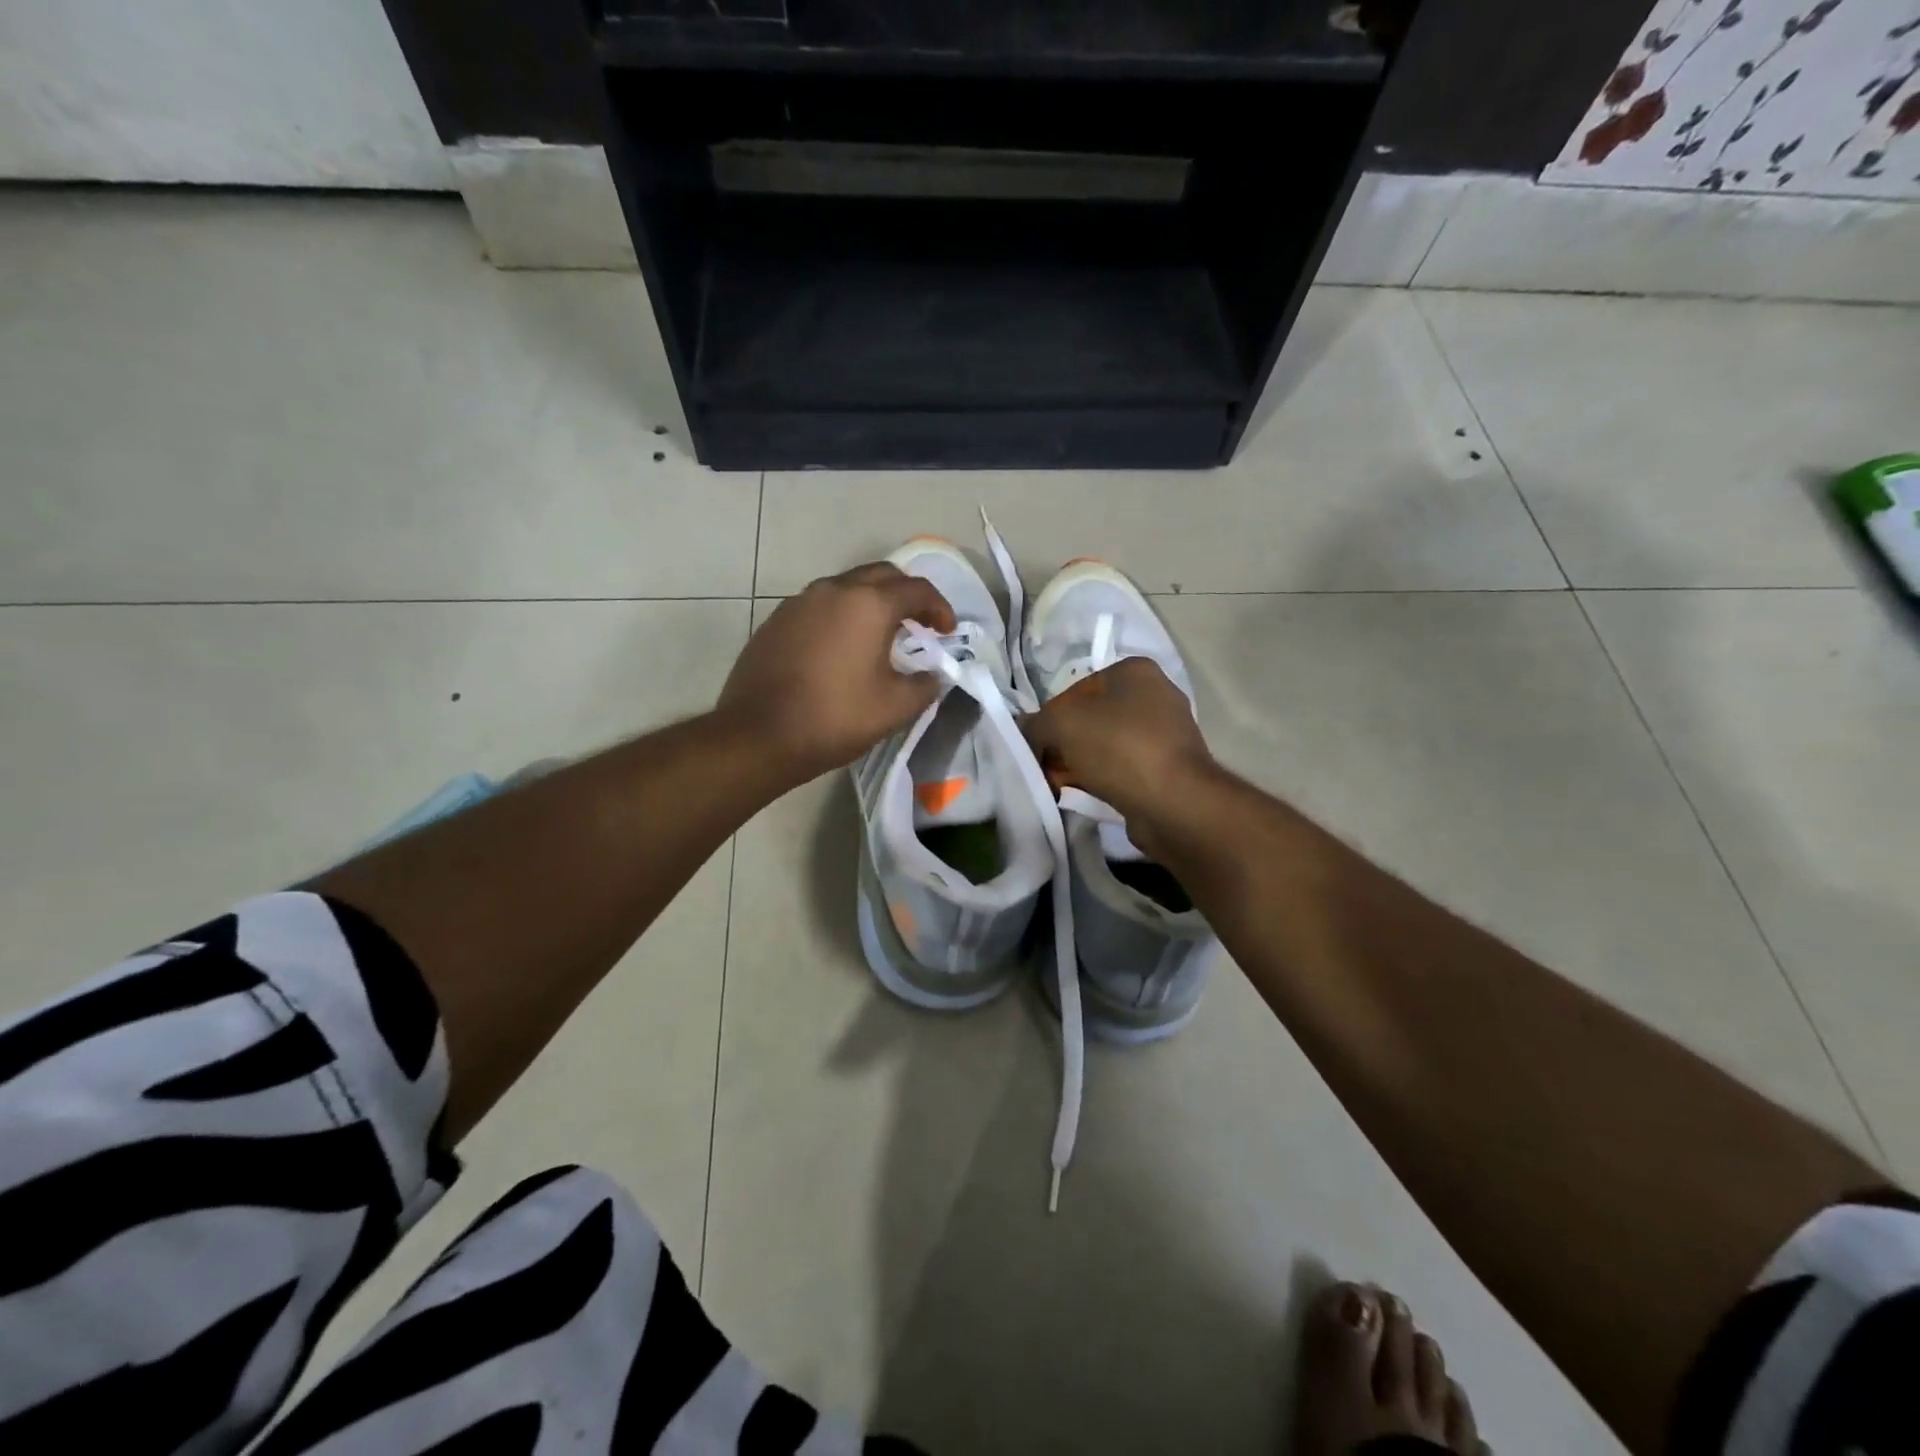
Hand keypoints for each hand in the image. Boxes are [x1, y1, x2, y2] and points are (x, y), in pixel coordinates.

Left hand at [717, 562, 955, 782]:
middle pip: (881, 575)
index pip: (917, 589)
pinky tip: (842, 648)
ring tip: (882, 636)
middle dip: (907, 594)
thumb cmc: (835, 718)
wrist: (758, 735)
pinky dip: (842, 616)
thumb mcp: (895, 708)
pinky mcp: (776, 620)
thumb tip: (933, 675)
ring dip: (872, 603)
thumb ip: (925, 685)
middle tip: (919, 624)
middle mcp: (834, 590)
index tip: (947, 632)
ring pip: (847, 587)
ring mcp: (799, 602)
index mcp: (868, 604)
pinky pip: (820, 606)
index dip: (940, 608)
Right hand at [1020, 657, 1214, 827]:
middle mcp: (1156, 695)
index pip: (1075, 690)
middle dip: (1065, 745)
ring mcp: (1167, 733)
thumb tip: (1025, 730)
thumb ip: (1035, 724)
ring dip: (1082, 766)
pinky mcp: (1171, 767)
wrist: (1173, 802)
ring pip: (1106, 746)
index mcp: (1135, 671)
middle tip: (1048, 769)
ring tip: (1064, 786)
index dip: (1051, 718)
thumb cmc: (1118, 747)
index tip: (1040, 746)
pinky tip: (1089, 796)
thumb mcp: (1061, 724)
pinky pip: (1125, 769)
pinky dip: (1105, 781)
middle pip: (1091, 719)